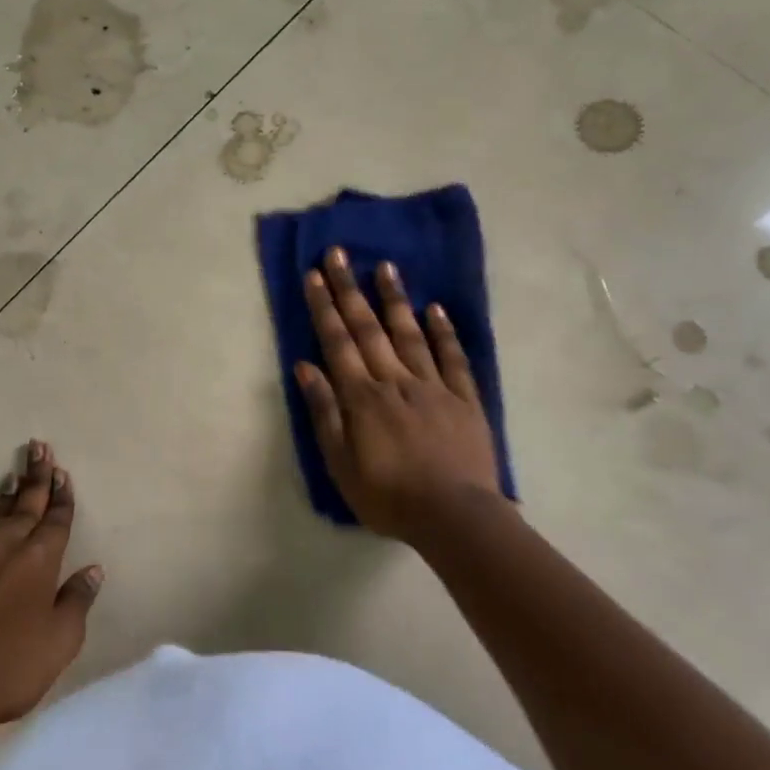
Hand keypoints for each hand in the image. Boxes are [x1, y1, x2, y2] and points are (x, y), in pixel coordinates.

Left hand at [0, 441, 102, 730]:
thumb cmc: (7, 665)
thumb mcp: (59, 641)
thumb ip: (77, 602)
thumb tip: (92, 570)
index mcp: (40, 561)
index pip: (57, 521)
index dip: (62, 497)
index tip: (63, 472)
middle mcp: (7, 547)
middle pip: (27, 504)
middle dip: (37, 477)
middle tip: (40, 447)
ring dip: (9, 494)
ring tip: (14, 475)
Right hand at [296, 247, 502, 542]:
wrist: (454, 516)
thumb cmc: (388, 496)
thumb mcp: (341, 464)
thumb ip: (324, 413)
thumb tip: (306, 366)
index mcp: (363, 398)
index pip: (338, 343)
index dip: (325, 307)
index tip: (314, 275)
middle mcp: (395, 381)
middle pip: (369, 329)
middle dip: (350, 290)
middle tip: (339, 253)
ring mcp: (433, 387)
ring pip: (410, 334)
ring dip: (395, 299)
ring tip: (385, 266)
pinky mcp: (464, 399)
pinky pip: (452, 359)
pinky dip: (443, 332)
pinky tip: (435, 309)